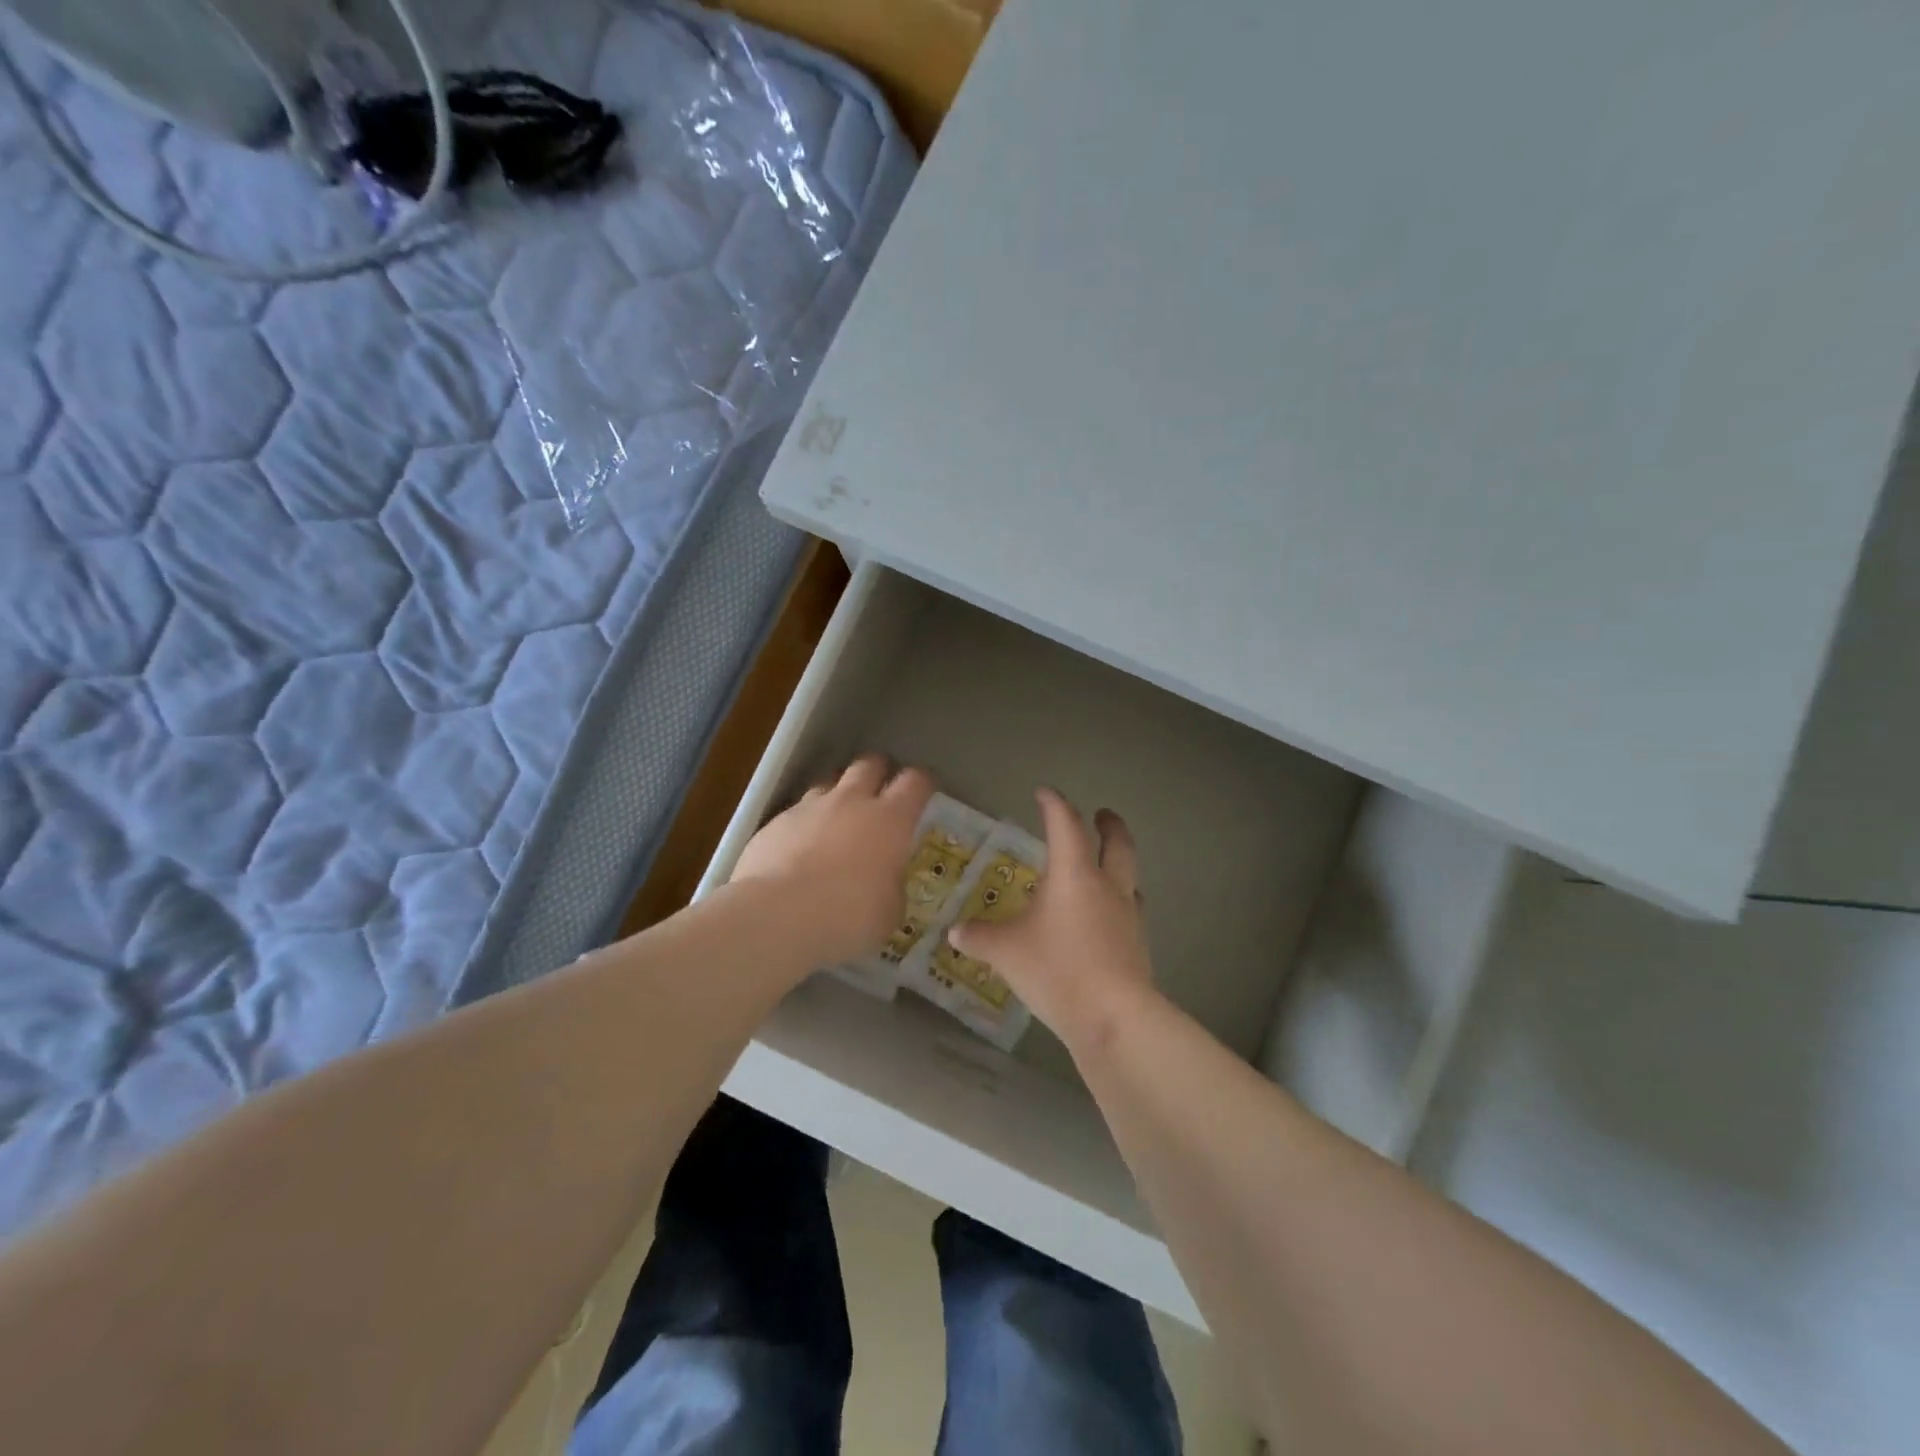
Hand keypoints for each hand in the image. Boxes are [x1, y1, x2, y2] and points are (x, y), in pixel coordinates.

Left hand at [732, 755, 934, 966]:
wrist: (776, 916)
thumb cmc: (847, 916)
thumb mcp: (888, 913)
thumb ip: (891, 888)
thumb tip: (886, 884)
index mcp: (890, 820)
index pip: (915, 782)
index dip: (922, 783)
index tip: (924, 792)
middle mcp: (851, 802)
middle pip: (869, 764)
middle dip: (878, 772)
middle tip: (880, 792)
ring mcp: (809, 808)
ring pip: (829, 782)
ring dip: (838, 795)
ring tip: (837, 819)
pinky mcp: (775, 822)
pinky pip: (796, 812)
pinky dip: (804, 823)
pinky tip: (799, 849)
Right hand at [947, 788, 1154, 1050]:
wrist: (1113, 1018)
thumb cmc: (1056, 969)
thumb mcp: (1006, 952)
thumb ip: (979, 937)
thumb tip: (956, 931)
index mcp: (1074, 873)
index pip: (1065, 824)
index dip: (1054, 803)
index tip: (1044, 792)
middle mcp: (1106, 885)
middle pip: (1117, 842)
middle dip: (1108, 824)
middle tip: (1101, 814)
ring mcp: (1128, 914)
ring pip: (1130, 875)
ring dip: (1119, 862)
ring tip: (1106, 865)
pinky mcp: (1138, 943)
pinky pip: (1131, 908)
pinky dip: (1120, 900)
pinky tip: (1107, 916)